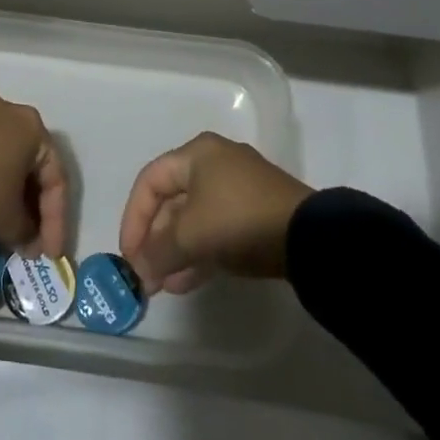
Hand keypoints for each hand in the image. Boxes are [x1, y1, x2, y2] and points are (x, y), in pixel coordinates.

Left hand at [0, 93, 67, 258]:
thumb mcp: (8, 221)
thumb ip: (28, 234)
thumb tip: (30, 243)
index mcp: (32, 126)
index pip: (56, 179)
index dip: (57, 221)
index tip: (51, 253)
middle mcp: (9, 110)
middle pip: (30, 165)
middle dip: (33, 207)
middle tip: (31, 241)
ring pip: (5, 158)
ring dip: (10, 194)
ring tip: (7, 228)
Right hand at [118, 132, 312, 294]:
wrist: (309, 237)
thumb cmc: (239, 220)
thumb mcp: (191, 235)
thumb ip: (158, 252)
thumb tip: (139, 272)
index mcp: (197, 154)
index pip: (150, 181)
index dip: (133, 218)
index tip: (129, 255)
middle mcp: (214, 164)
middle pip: (171, 201)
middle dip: (155, 240)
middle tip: (146, 275)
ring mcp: (237, 189)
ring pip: (193, 219)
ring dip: (174, 251)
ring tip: (163, 285)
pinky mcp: (254, 214)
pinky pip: (215, 230)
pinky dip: (198, 253)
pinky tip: (185, 282)